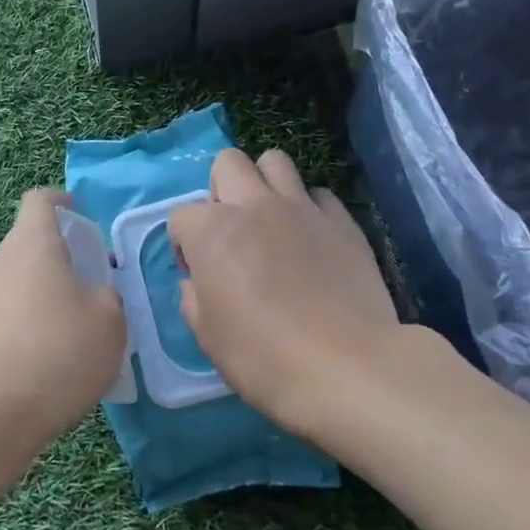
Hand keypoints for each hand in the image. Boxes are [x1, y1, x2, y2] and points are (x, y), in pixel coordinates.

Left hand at [0, 189, 127, 450]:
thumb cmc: (57, 351)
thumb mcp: (110, 320)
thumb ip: (108, 295)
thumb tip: (95, 294)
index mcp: (32, 242)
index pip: (40, 201)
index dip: (62, 202)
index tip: (81, 215)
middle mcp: (0, 261)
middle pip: (31, 244)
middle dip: (62, 258)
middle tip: (94, 286)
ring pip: (20, 282)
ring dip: (47, 296)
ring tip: (77, 332)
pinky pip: (9, 316)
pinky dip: (31, 326)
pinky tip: (52, 363)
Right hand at [170, 150, 402, 431]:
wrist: (348, 368)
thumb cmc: (264, 357)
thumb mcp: (208, 337)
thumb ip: (194, 298)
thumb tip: (198, 283)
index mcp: (212, 231)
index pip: (181, 216)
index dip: (184, 244)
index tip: (198, 274)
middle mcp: (253, 205)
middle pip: (228, 163)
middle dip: (221, 189)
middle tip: (232, 231)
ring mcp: (301, 207)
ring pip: (275, 161)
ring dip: (265, 184)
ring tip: (272, 221)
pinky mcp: (342, 220)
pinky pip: (319, 195)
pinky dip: (310, 209)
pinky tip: (313, 240)